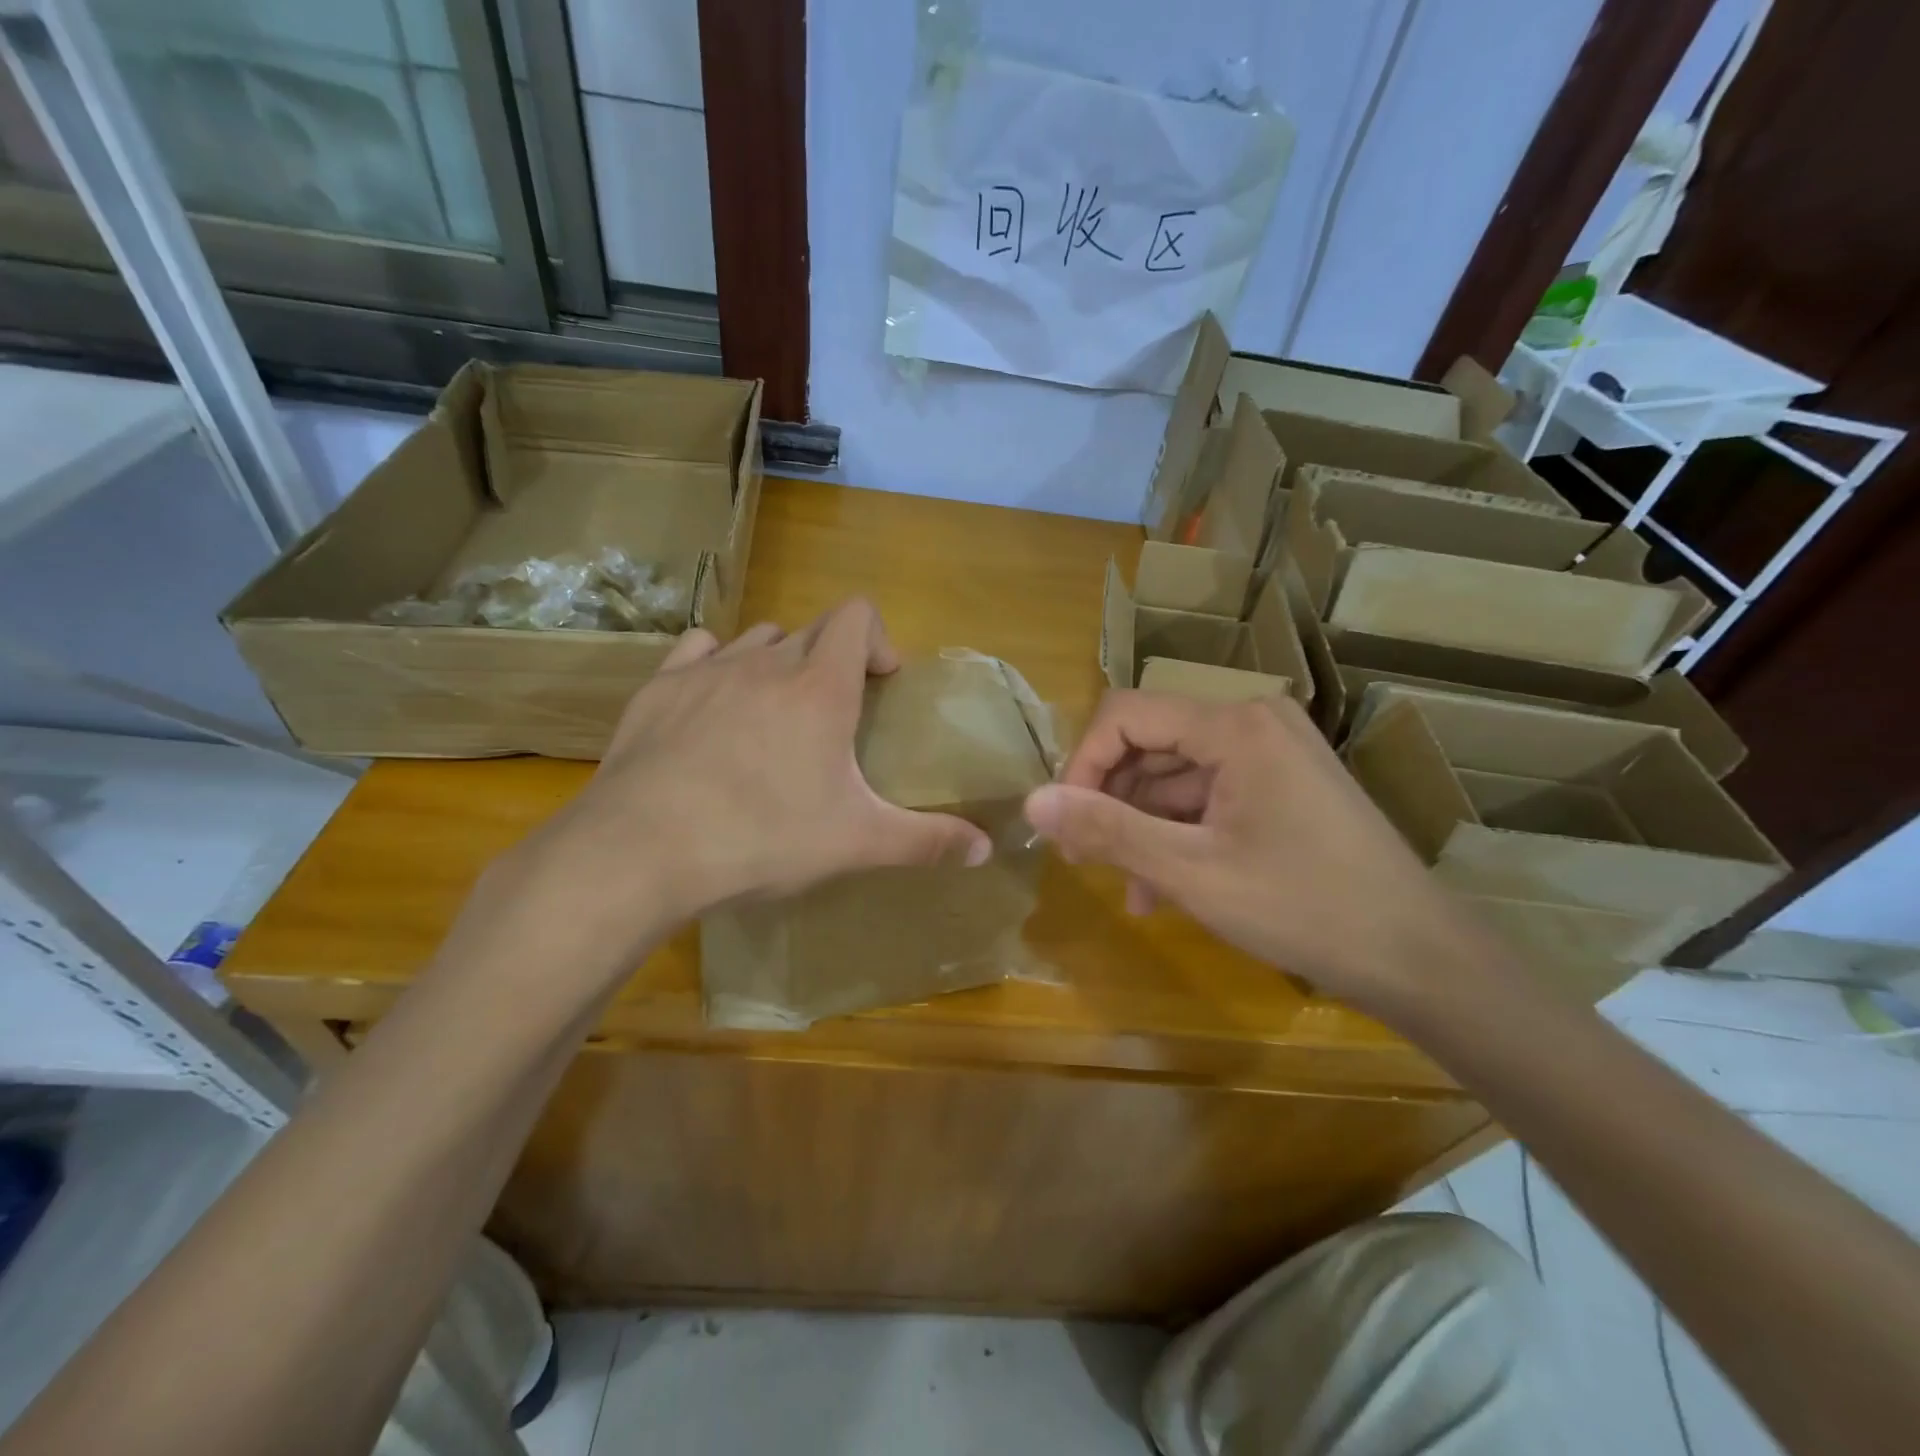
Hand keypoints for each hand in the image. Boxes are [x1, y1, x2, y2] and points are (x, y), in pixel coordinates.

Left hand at [480, 600, 989, 988]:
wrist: (641, 850)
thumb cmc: (762, 838)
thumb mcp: (856, 843)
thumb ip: (926, 841)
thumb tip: (986, 849)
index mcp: (819, 688)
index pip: (856, 615)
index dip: (877, 638)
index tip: (882, 684)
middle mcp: (765, 662)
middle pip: (811, 631)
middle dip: (831, 661)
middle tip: (833, 718)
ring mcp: (706, 670)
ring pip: (757, 639)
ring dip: (777, 662)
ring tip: (776, 715)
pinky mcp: (658, 689)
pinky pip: (698, 651)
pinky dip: (717, 665)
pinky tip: (713, 705)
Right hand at [1022, 691, 1488, 1021]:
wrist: (1421, 958)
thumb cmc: (1305, 907)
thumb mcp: (1192, 872)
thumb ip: (1107, 830)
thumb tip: (1031, 803)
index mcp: (1234, 725)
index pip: (1126, 715)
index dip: (1082, 763)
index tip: (1064, 823)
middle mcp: (1253, 722)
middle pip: (1150, 742)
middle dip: (1110, 798)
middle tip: (1083, 858)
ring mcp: (1272, 753)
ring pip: (1176, 775)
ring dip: (1142, 825)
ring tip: (1126, 887)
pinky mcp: (1283, 785)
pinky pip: (1209, 796)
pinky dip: (1179, 833)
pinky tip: (1161, 887)